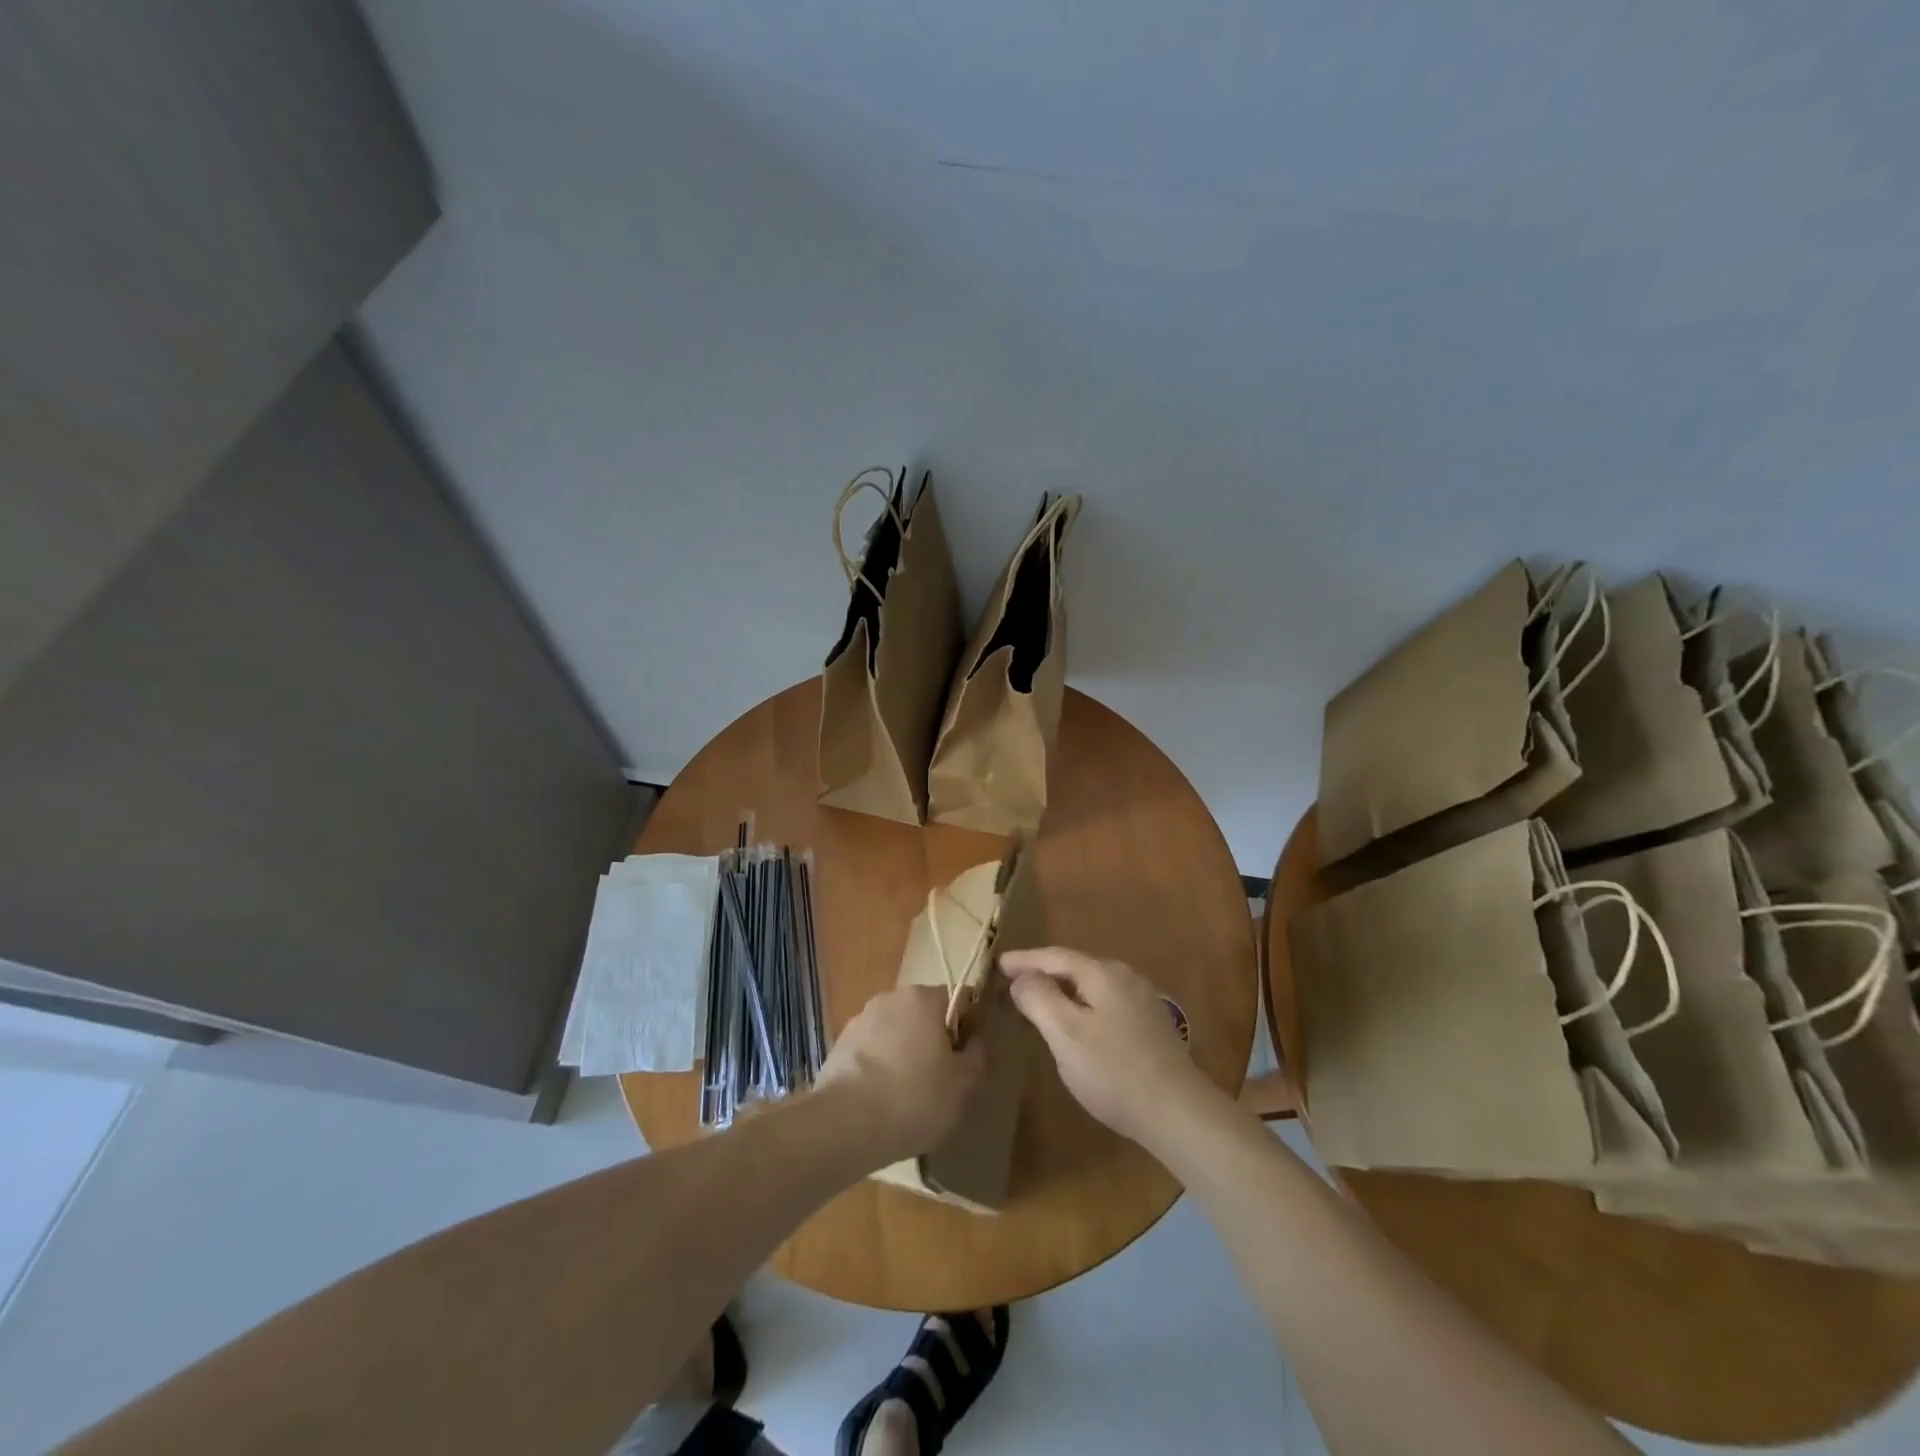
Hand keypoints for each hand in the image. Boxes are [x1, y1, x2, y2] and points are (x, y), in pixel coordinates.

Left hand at [815, 985, 985, 1165]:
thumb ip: (978, 1053)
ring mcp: (861, 1019)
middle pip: (925, 1014)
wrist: (845, 1124)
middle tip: (941, 1081)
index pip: (959, 999)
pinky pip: (872, 1051)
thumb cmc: (915, 1097)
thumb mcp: (964, 1083)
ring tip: (908, 1096)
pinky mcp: (839, 1044)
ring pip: (896, 1032)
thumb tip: (976, 1037)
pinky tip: (881, 1100)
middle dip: (934, 1041)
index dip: (968, 1028)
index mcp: (924, 997)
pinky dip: (880, 1067)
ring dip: (905, 1053)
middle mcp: (891, 997)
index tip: (966, 1060)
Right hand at [1003, 946, 1221, 1148]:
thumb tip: (1022, 977)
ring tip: (1039, 1000)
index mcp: (1103, 973)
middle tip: (1013, 981)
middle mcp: (1125, 977)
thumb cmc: (1114, 1071)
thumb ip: (1039, 998)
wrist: (1178, 1112)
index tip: (998, 964)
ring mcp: (1142, 1001)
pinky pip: (1105, 1003)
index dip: (1024, 959)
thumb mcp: (1065, 1033)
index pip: (1055, 956)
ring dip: (1063, 990)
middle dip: (1043, 972)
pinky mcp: (1150, 1025)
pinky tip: (1076, 1024)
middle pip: (1075, 967)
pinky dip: (1081, 1005)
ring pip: (1091, 986)